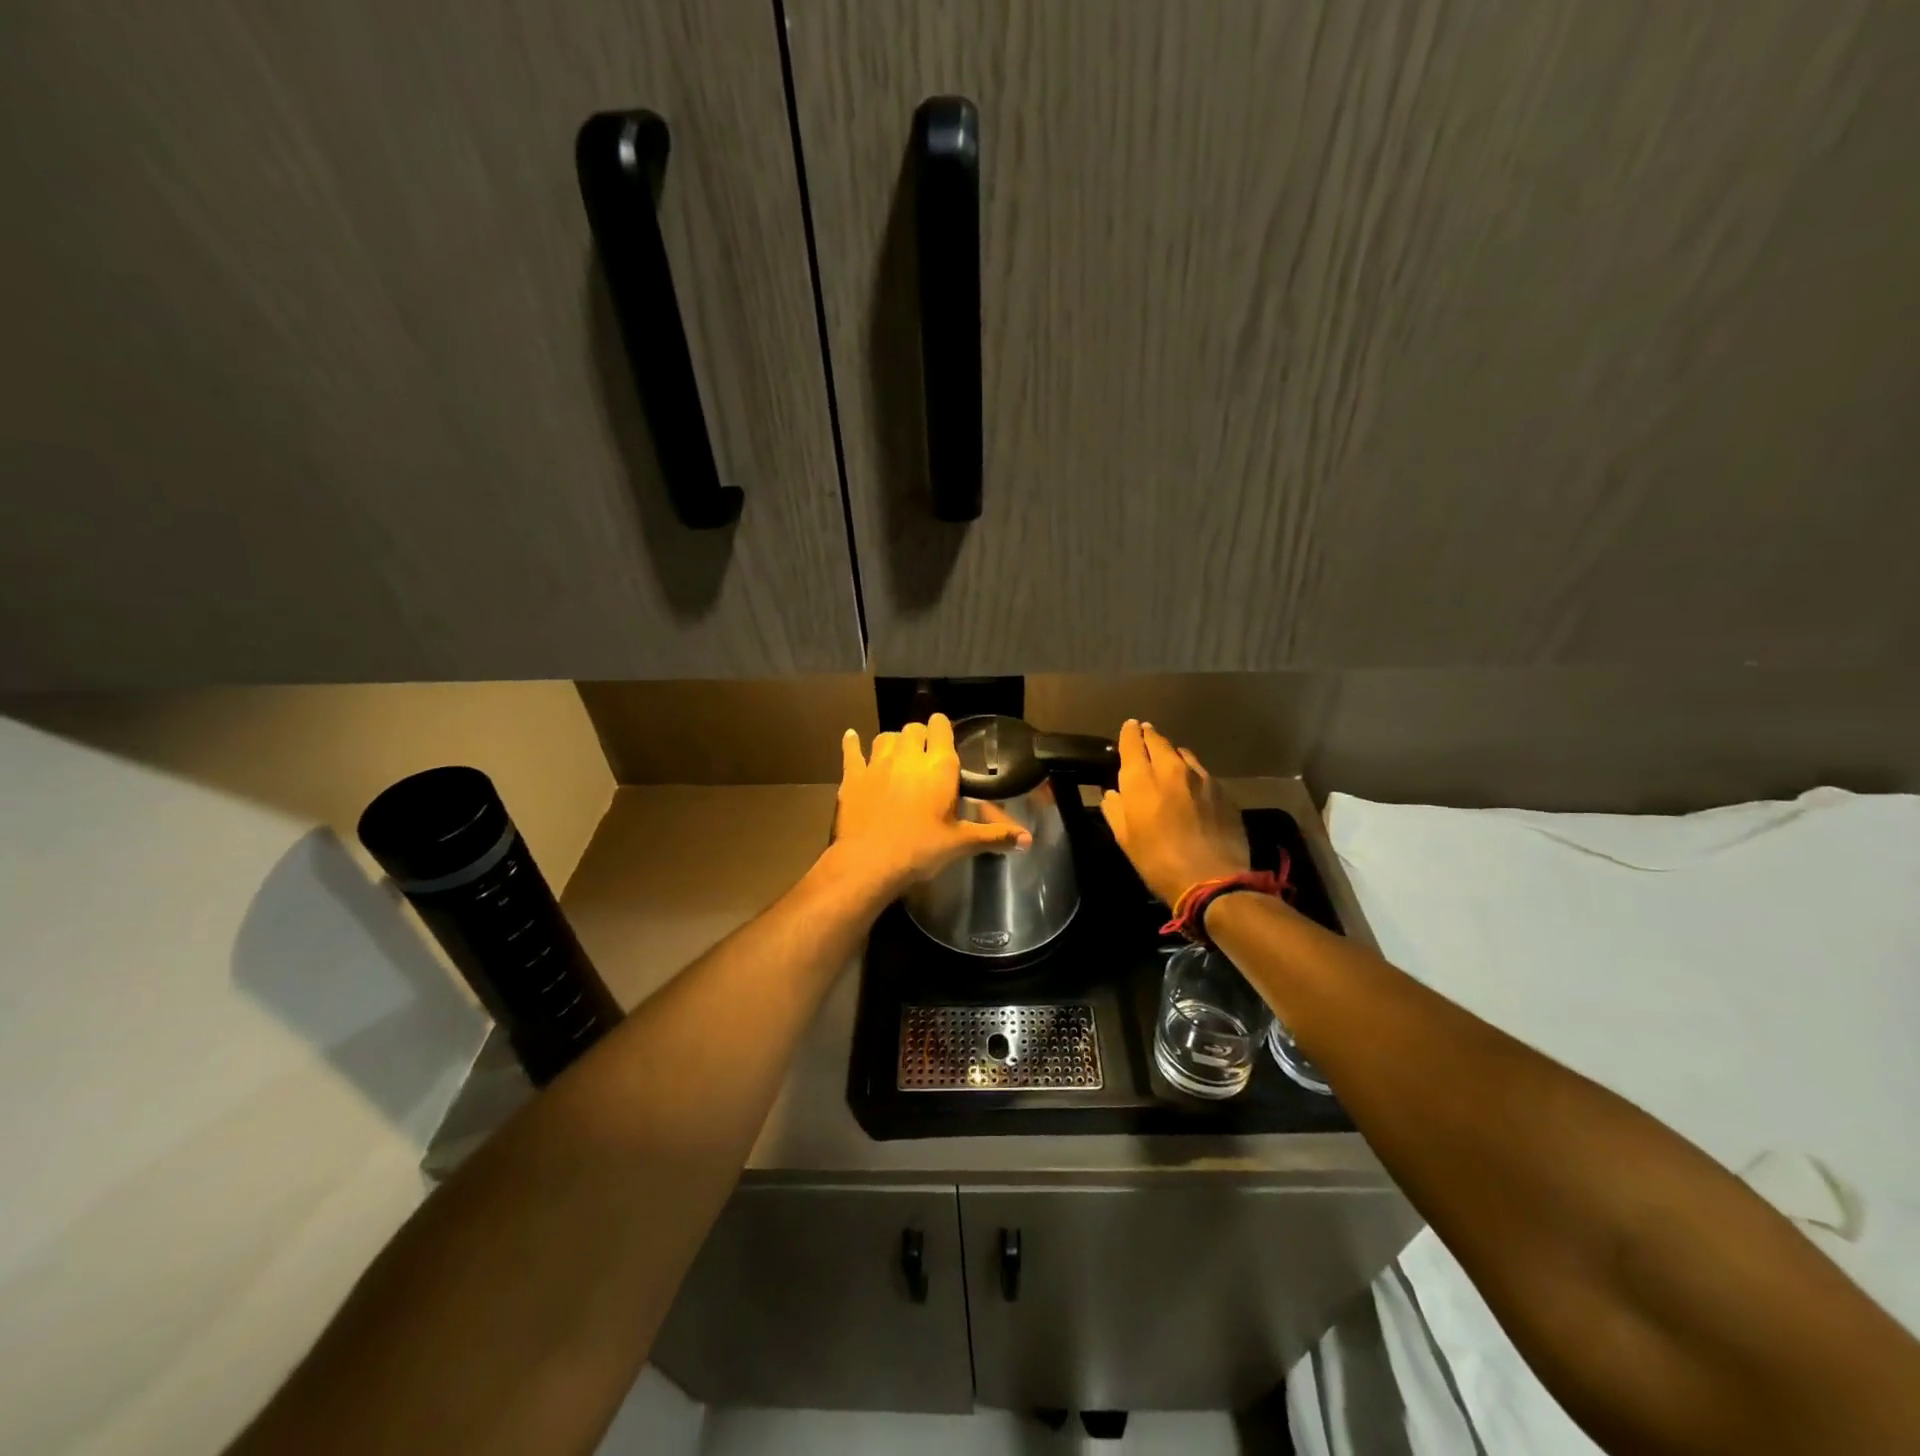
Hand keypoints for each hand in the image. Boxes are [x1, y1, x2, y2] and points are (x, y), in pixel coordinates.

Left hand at [827, 713, 1031, 896]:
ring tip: (898, 753)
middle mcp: (909, 757)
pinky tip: (852, 737)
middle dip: (920, 736)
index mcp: (939, 768)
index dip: (942, 728)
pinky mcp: (853, 776)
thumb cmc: (921, 850)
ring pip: (886, 737)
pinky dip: (853, 743)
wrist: (869, 862)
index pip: (941, 728)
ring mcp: (877, 763)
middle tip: (925, 753)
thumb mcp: (961, 843)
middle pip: (913, 729)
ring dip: (894, 741)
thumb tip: (1029, 840)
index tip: (944, 735)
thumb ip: (994, 836)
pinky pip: (852, 751)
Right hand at [1100, 719, 1249, 906]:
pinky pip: (1203, 773)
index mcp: (1141, 779)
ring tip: (1169, 760)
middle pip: (1159, 741)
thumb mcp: (1125, 839)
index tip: (1129, 726)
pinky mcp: (1223, 792)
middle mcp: (1171, 770)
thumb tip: (1113, 794)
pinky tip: (1192, 785)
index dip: (1129, 732)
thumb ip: (1115, 810)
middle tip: (1145, 734)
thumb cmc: (1158, 862)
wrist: (1213, 880)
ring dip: (1172, 753)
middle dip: (1150, 736)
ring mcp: (1201, 778)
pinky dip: (1192, 773)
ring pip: (1183, 754)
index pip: (1132, 742)